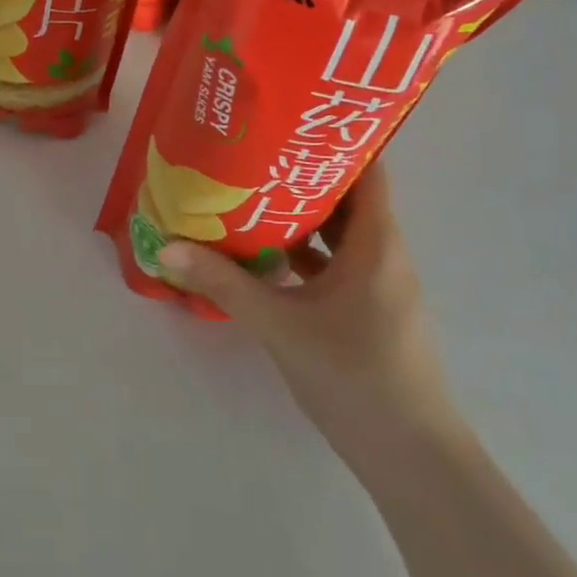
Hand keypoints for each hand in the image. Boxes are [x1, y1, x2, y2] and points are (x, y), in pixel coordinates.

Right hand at [156, 167, 463, 469]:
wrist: (410, 457)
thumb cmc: (354, 376)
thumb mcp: (280, 325)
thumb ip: (223, 283)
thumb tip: (165, 245)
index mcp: (376, 244)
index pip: (368, 171)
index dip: (336, 139)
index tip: (290, 118)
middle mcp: (383, 255)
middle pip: (347, 198)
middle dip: (302, 173)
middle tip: (252, 150)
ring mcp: (377, 286)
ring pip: (338, 234)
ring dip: (299, 215)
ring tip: (248, 192)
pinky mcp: (366, 312)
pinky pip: (333, 265)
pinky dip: (303, 253)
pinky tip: (263, 255)